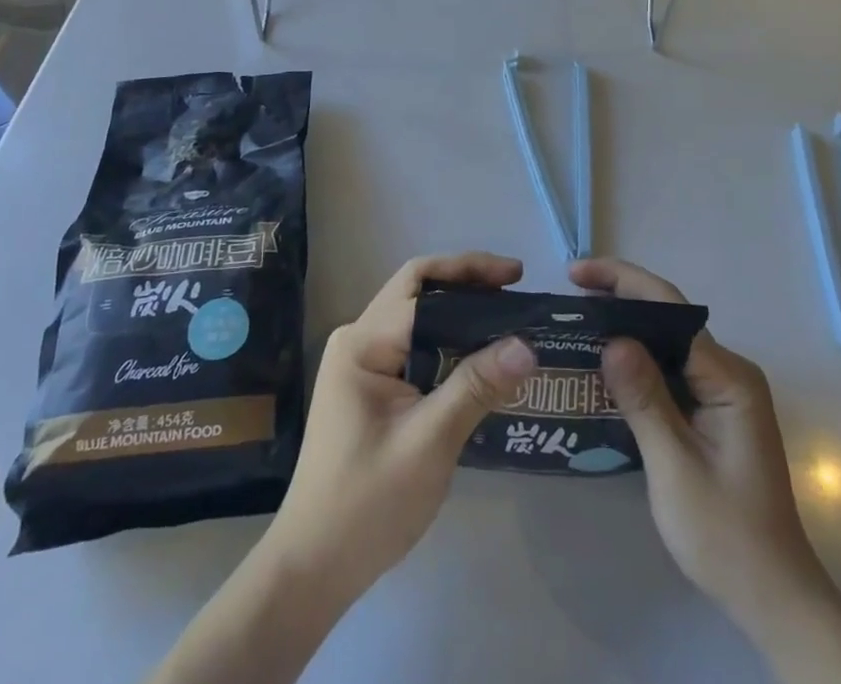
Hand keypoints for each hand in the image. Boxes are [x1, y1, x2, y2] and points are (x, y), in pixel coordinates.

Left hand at [263, 252, 535, 602]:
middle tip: (516, 291)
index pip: (421, 284)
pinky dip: (450, 343)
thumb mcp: (429, 443)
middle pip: (419, 292)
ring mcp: (362, 364)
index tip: (517, 277)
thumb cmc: (367, 504)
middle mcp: (359, 340)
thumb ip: (476, 387)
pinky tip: (481, 360)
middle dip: (468, 284)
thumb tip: (526, 344)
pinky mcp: (371, 389)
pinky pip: (416, 347)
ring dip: (461, 314)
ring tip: (507, 320)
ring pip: (419, 319)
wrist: (313, 569)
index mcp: (363, 342)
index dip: (471, 271)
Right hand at [569, 257, 824, 628]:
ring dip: (626, 329)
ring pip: (668, 342)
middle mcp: (730, 371)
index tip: (575, 275)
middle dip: (619, 299)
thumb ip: (644, 399)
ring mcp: (725, 391)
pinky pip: (672, 369)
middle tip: (569, 297)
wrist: (774, 599)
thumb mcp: (675, 467)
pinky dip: (638, 362)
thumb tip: (611, 339)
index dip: (621, 282)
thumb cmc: (725, 534)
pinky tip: (607, 368)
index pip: (669, 308)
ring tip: (578, 323)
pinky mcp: (715, 411)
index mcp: (728, 376)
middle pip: (668, 317)